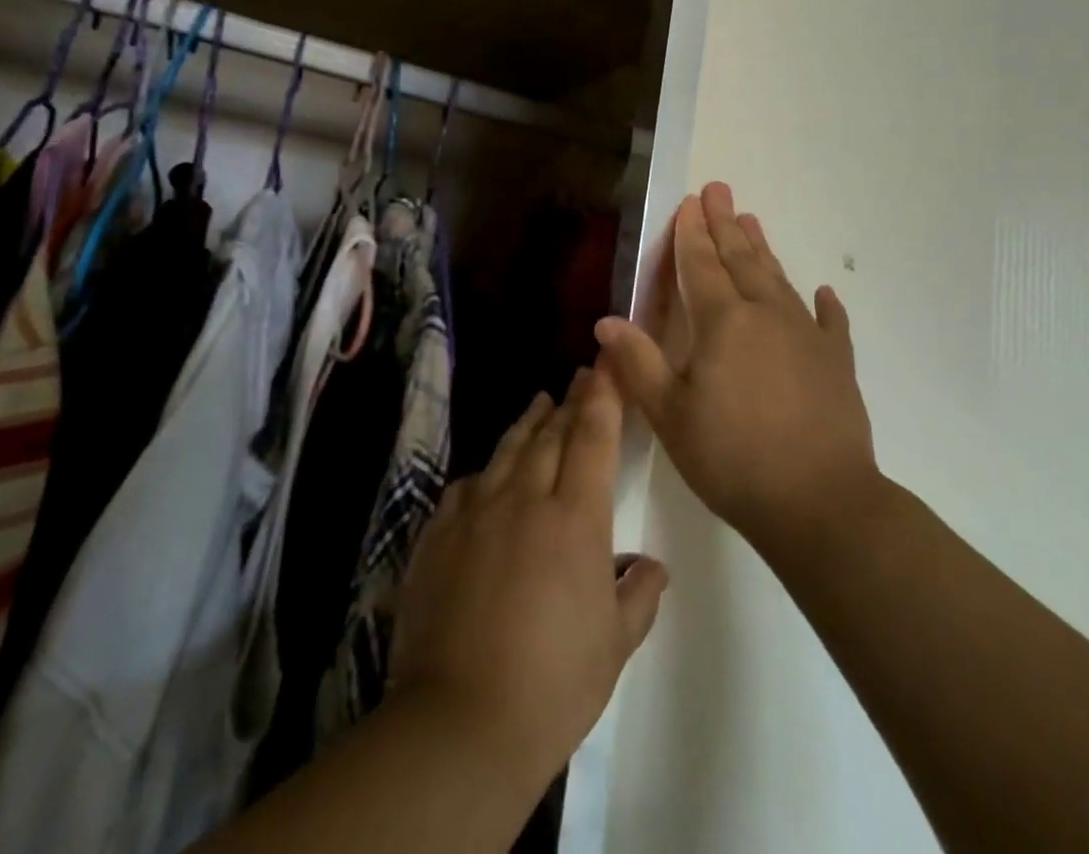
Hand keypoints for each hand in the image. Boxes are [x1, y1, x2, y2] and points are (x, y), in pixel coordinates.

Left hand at [386, 368, 666, 789]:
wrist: (460, 721)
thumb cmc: (553, 685)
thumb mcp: (613, 645)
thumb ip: (637, 595)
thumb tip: (651, 566)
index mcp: (575, 518)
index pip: (592, 437)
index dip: (601, 397)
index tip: (605, 367)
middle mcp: (525, 498)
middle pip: (550, 434)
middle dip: (569, 402)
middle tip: (579, 378)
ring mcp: (476, 512)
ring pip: (508, 450)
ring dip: (528, 423)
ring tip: (540, 403)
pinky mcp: (437, 534)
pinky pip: (467, 486)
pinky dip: (486, 471)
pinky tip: (488, 473)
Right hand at [594, 181, 878, 556]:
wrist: (820, 502)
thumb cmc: (732, 458)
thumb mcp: (670, 415)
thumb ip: (638, 363)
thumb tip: (605, 320)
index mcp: (722, 322)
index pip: (700, 265)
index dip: (691, 233)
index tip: (689, 202)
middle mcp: (766, 314)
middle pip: (741, 259)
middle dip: (725, 224)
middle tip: (719, 190)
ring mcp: (807, 336)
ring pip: (779, 280)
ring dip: (762, 250)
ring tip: (752, 221)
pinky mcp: (837, 363)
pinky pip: (830, 323)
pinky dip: (825, 306)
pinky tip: (824, 293)